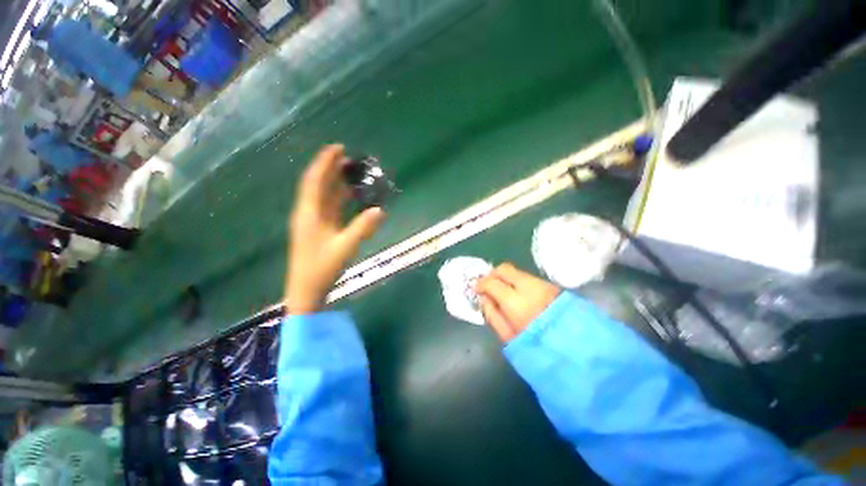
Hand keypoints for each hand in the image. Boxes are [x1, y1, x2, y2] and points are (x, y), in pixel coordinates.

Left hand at [285, 145, 385, 313]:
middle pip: (318, 185)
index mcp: (309, 214)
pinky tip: (351, 197)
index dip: (324, 162)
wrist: (306, 291)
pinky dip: (339, 199)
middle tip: (348, 158)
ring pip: (324, 196)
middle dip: (330, 169)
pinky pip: (330, 208)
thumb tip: (380, 210)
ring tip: (351, 173)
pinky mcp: (319, 230)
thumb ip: (363, 228)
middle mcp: (308, 214)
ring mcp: (313, 222)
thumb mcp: (345, 248)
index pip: (314, 181)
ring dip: (336, 183)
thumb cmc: (322, 269)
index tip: (338, 148)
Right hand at [475, 263, 560, 341]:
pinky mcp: (552, 286)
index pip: (491, 282)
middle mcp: (529, 287)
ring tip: (503, 291)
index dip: (480, 283)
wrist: (578, 351)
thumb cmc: (537, 348)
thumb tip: (483, 298)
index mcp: (515, 302)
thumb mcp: (508, 337)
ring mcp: (542, 284)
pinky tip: (518, 294)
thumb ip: (492, 315)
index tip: (477, 289)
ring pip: (517, 272)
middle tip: (488, 285)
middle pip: (504, 269)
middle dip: (492, 274)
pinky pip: (528, 277)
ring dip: (506, 277)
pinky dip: (518, 281)